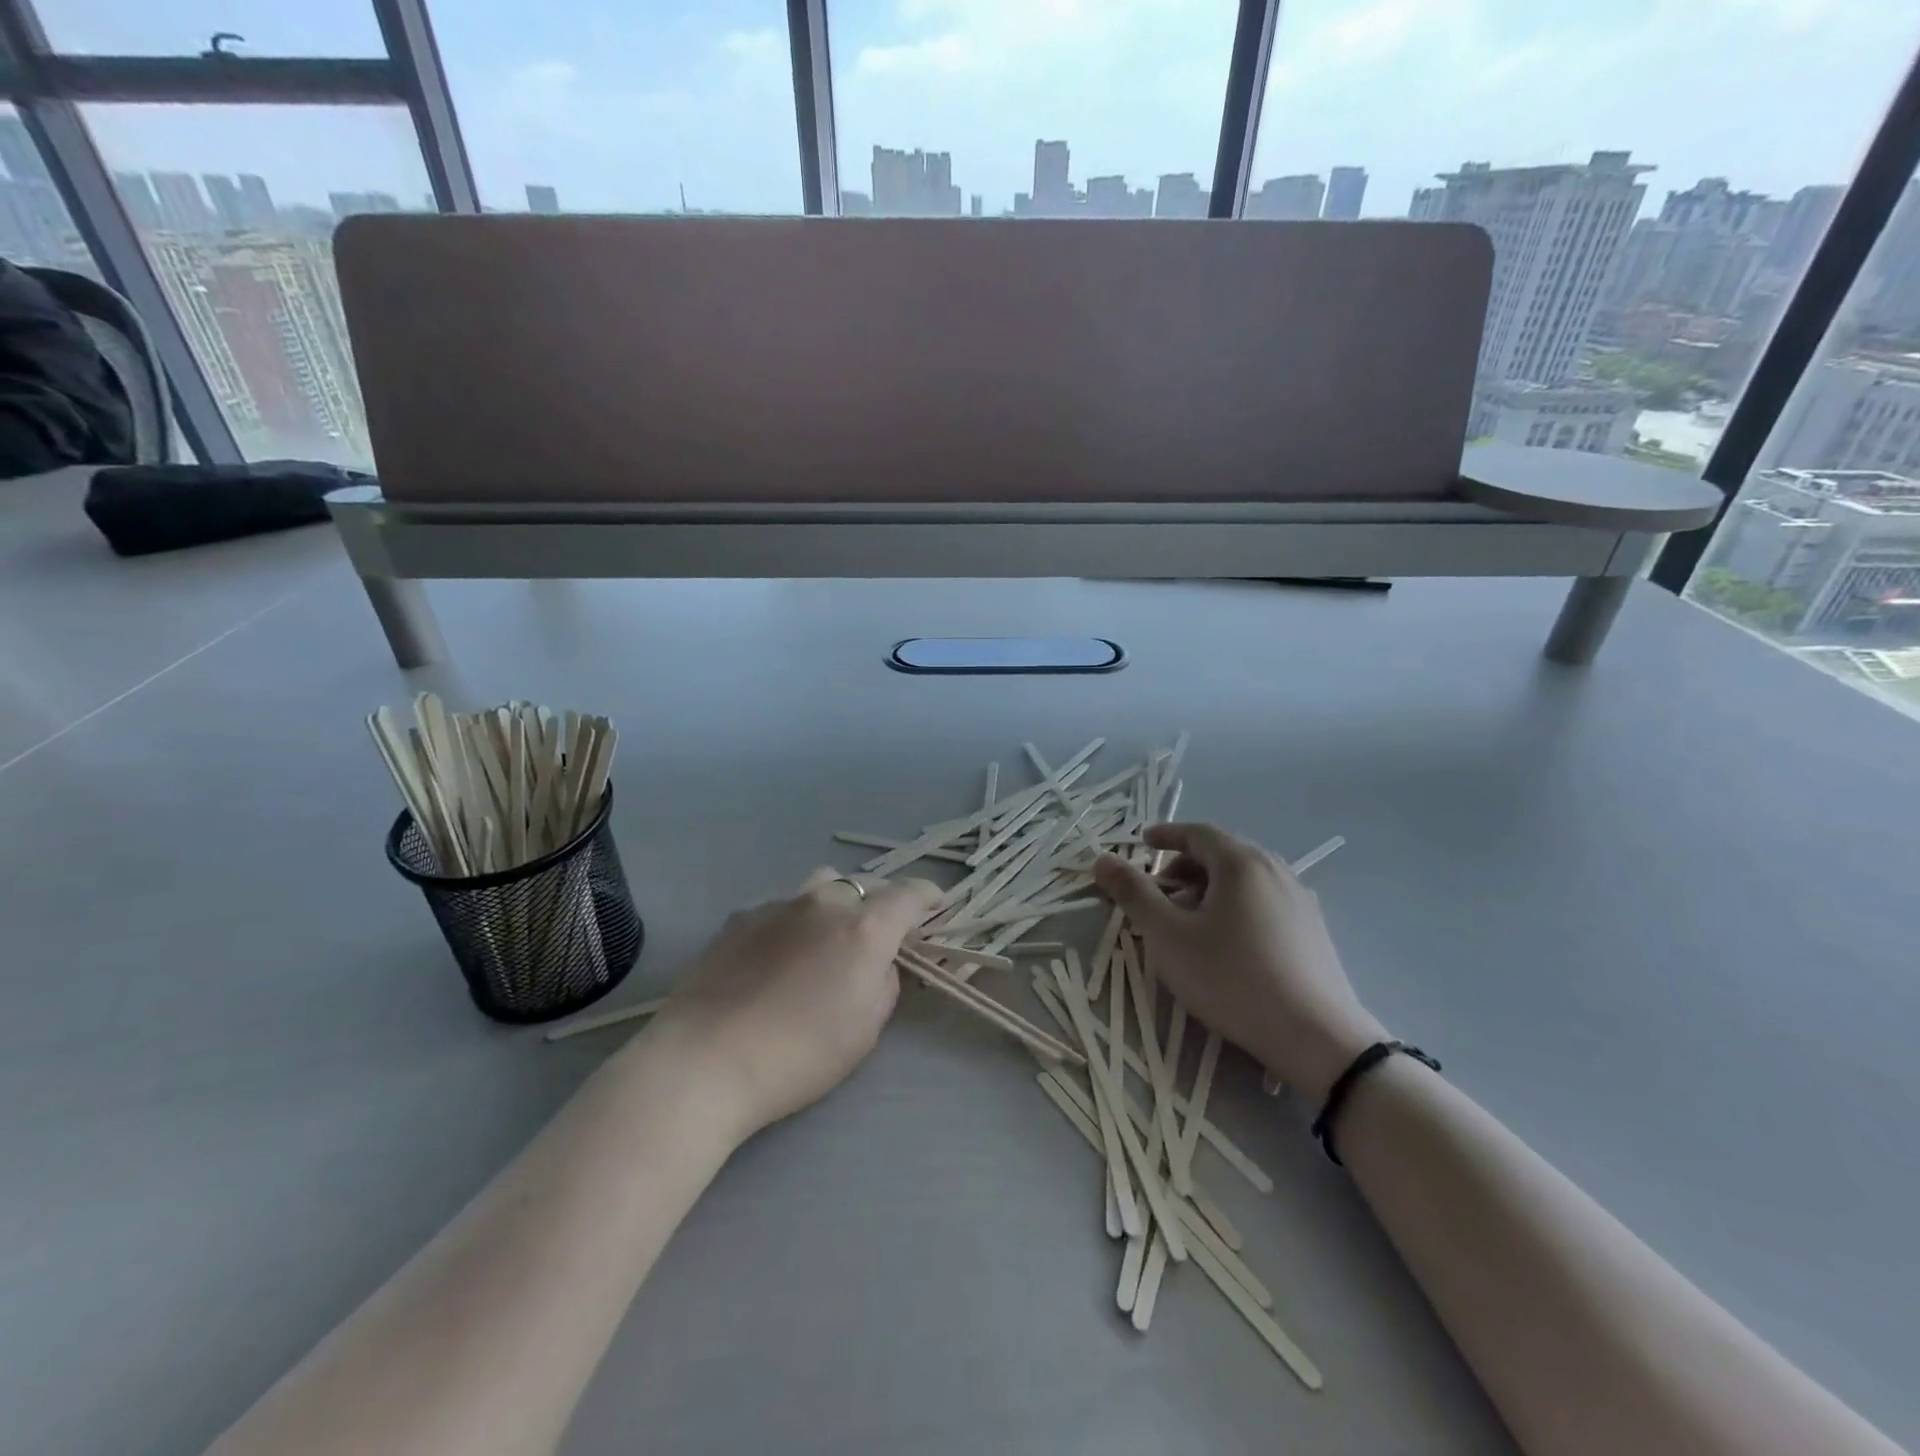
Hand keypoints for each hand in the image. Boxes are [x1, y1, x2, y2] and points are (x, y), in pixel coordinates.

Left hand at [644, 869, 939, 1143]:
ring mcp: (779, 904)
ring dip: (838, 901)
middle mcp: (825, 903)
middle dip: (882, 902)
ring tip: (830, 934)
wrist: (704, 1060)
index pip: (909, 894)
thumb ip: (884, 982)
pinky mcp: (741, 917)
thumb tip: (878, 961)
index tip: (936, 906)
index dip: (929, 897)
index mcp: (864, 928)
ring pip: (822, 885)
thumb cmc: (799, 1055)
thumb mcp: (866, 1028)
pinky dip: (796, 920)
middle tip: (881, 932)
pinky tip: (778, 955)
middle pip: (866, 884)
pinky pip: (783, 906)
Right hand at [1092, 824, 1384, 1103]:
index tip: (1142, 844)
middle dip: (1184, 864)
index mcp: (1241, 862)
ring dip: (1209, 886)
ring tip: (1187, 918)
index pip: (1198, 832)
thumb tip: (1102, 860)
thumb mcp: (1169, 936)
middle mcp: (1275, 870)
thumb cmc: (1232, 978)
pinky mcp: (1313, 930)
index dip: (1165, 835)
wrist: (1316, 1037)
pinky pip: (1264, 900)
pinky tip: (1226, 941)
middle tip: (1158, 888)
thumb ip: (1133, 894)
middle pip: (1222, 853)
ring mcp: (1299, 900)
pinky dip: (1235, 904)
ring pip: (1244, 879)